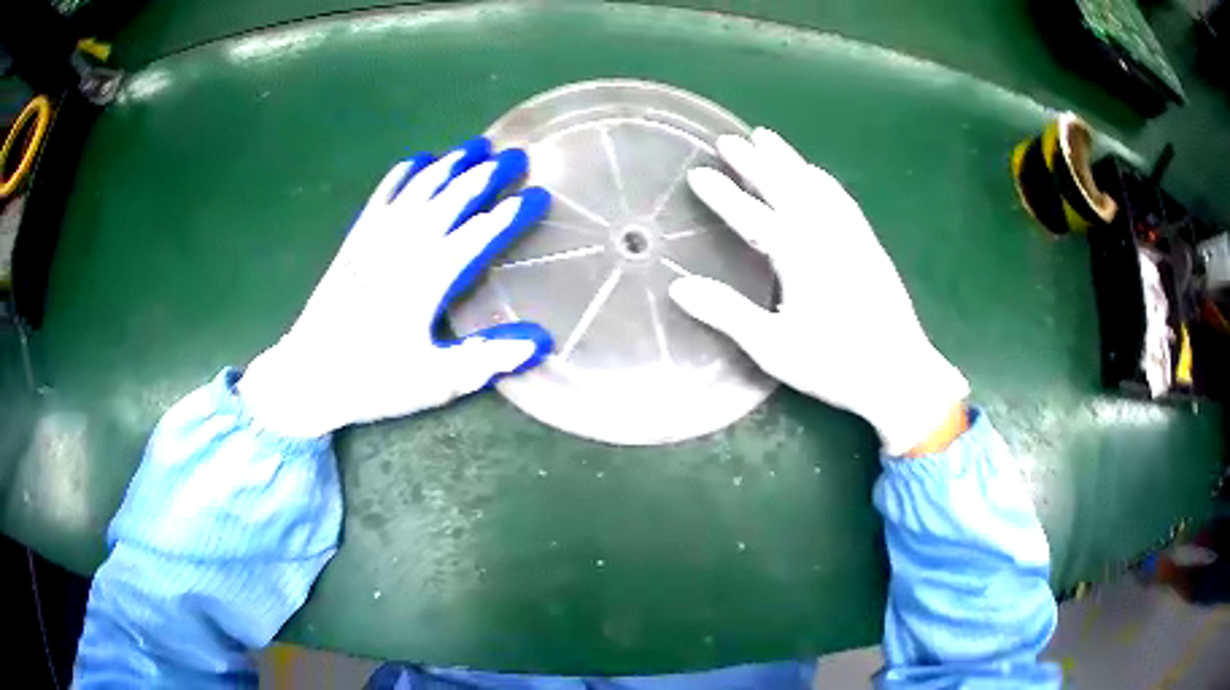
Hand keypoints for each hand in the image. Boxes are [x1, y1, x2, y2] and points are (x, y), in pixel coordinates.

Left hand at [238, 138, 552, 437]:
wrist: (306, 376)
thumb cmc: (372, 380)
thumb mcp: (433, 381)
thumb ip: (485, 360)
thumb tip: (540, 339)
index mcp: (428, 280)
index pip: (479, 234)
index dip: (510, 213)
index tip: (539, 194)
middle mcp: (403, 247)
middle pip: (451, 198)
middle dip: (486, 174)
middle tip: (516, 156)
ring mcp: (375, 238)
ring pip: (419, 188)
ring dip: (450, 164)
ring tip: (476, 146)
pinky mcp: (355, 240)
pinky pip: (382, 195)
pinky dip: (403, 174)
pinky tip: (419, 160)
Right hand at [668, 128, 967, 454]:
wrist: (900, 374)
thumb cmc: (835, 365)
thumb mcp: (774, 347)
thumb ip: (727, 313)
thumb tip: (679, 287)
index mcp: (800, 257)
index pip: (753, 217)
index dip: (723, 195)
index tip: (698, 173)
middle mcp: (826, 235)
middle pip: (786, 188)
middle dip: (755, 162)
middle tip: (729, 139)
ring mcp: (852, 236)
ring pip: (815, 186)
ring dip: (789, 161)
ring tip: (768, 139)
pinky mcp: (869, 245)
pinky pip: (841, 199)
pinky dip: (823, 180)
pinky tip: (817, 175)